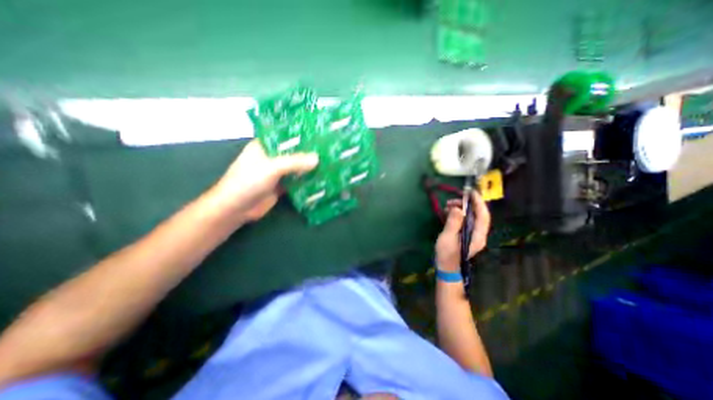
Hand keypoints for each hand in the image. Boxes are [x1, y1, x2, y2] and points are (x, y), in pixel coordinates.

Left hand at [209, 139, 319, 221]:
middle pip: (294, 153)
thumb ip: (294, 162)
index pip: (286, 136)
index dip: (302, 135)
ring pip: (297, 167)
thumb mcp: (271, 167)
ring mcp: (277, 172)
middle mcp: (273, 157)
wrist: (236, 209)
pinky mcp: (282, 185)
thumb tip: (317, 158)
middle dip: (309, 152)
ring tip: (328, 162)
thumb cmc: (248, 181)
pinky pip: (297, 180)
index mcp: (266, 146)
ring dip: (309, 167)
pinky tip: (320, 178)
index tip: (319, 134)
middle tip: (328, 149)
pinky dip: (306, 180)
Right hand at [434, 191, 490, 272]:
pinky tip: (448, 212)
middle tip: (452, 201)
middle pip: (477, 214)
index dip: (478, 202)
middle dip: (466, 204)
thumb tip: (457, 208)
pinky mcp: (465, 234)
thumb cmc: (447, 255)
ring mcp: (472, 234)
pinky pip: (464, 220)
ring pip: (470, 216)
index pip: (483, 216)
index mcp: (477, 235)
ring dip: (460, 208)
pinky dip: (457, 214)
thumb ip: (453, 222)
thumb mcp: (448, 238)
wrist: (446, 268)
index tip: (470, 192)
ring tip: (448, 205)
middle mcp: (478, 234)